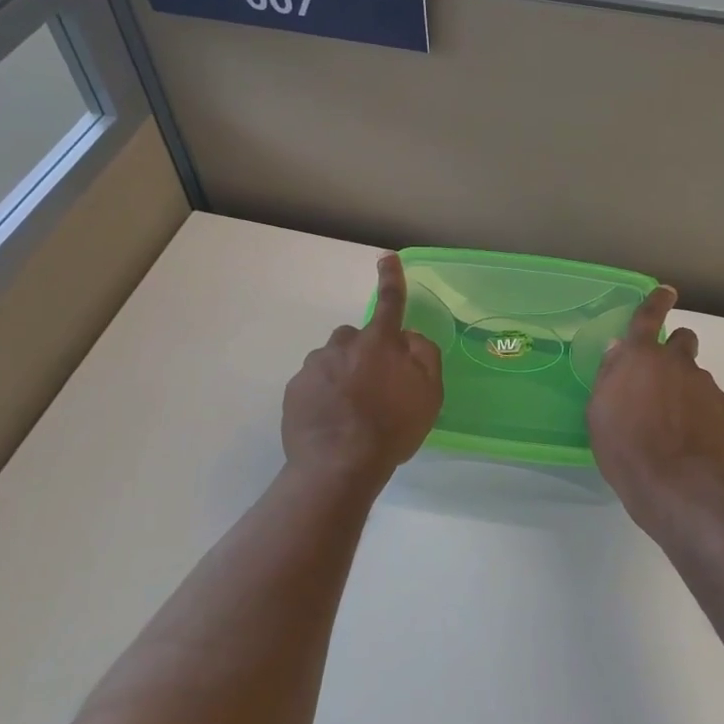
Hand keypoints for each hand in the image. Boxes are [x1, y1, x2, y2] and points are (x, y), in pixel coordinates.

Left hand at [282, 254, 443, 483]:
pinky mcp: (294, 390)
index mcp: (379, 343)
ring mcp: (314, 367)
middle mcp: (343, 345)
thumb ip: (424, 356)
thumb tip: (408, 337)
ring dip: (342, 375)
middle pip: (356, 337)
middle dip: (364, 352)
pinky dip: (323, 396)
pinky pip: (312, 384)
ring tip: (351, 412)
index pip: (390, 303)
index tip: (387, 258)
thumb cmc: (392, 428)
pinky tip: (332, 422)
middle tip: (374, 387)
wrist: (338, 466)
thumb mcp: (429, 394)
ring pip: (332, 361)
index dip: (391, 279)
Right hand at [588, 286, 723, 523]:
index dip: (657, 300)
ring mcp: (704, 384)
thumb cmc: (624, 447)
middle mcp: (675, 361)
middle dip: (674, 350)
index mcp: (640, 357)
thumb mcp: (599, 410)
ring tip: (674, 422)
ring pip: (695, 374)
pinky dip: (700, 411)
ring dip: (685, 387)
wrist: (674, 485)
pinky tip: (690, 438)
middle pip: (683, 339)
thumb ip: (611, 374)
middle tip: (662, 378)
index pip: (648, 315)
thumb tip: (619, 350)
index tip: (666, 293)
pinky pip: (710, 400)